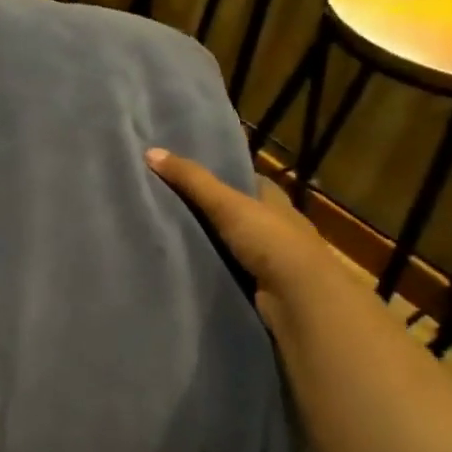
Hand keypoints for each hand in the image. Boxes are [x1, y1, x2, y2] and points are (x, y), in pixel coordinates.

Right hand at [146, 147, 355, 321]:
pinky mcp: (263, 286)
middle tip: (167, 203)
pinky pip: (231, 270)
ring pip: (234, 242)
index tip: (187, 174)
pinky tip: (188, 265)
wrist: (300, 299)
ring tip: (168, 235)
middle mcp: (277, 226)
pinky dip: (214, 267)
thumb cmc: (270, 240)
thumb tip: (150, 151)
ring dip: (211, 241)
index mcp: (275, 200)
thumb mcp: (226, 203)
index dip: (221, 175)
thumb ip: (191, 180)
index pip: (247, 180)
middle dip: (210, 210)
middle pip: (238, 211)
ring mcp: (272, 259)